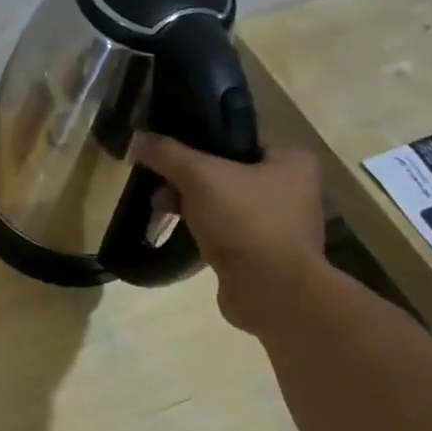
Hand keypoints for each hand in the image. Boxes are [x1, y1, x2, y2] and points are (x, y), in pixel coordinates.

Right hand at [131, 134, 326, 332]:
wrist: (271, 291)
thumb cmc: (244, 222)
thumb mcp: (199, 177)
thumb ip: (167, 154)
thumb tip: (137, 139)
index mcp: (291, 161)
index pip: (236, 142)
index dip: (198, 148)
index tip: (168, 161)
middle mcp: (293, 189)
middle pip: (225, 173)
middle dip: (188, 183)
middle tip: (161, 192)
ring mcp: (281, 224)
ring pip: (223, 204)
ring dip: (192, 208)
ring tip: (164, 214)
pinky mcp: (266, 254)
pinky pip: (227, 232)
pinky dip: (205, 232)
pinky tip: (185, 237)